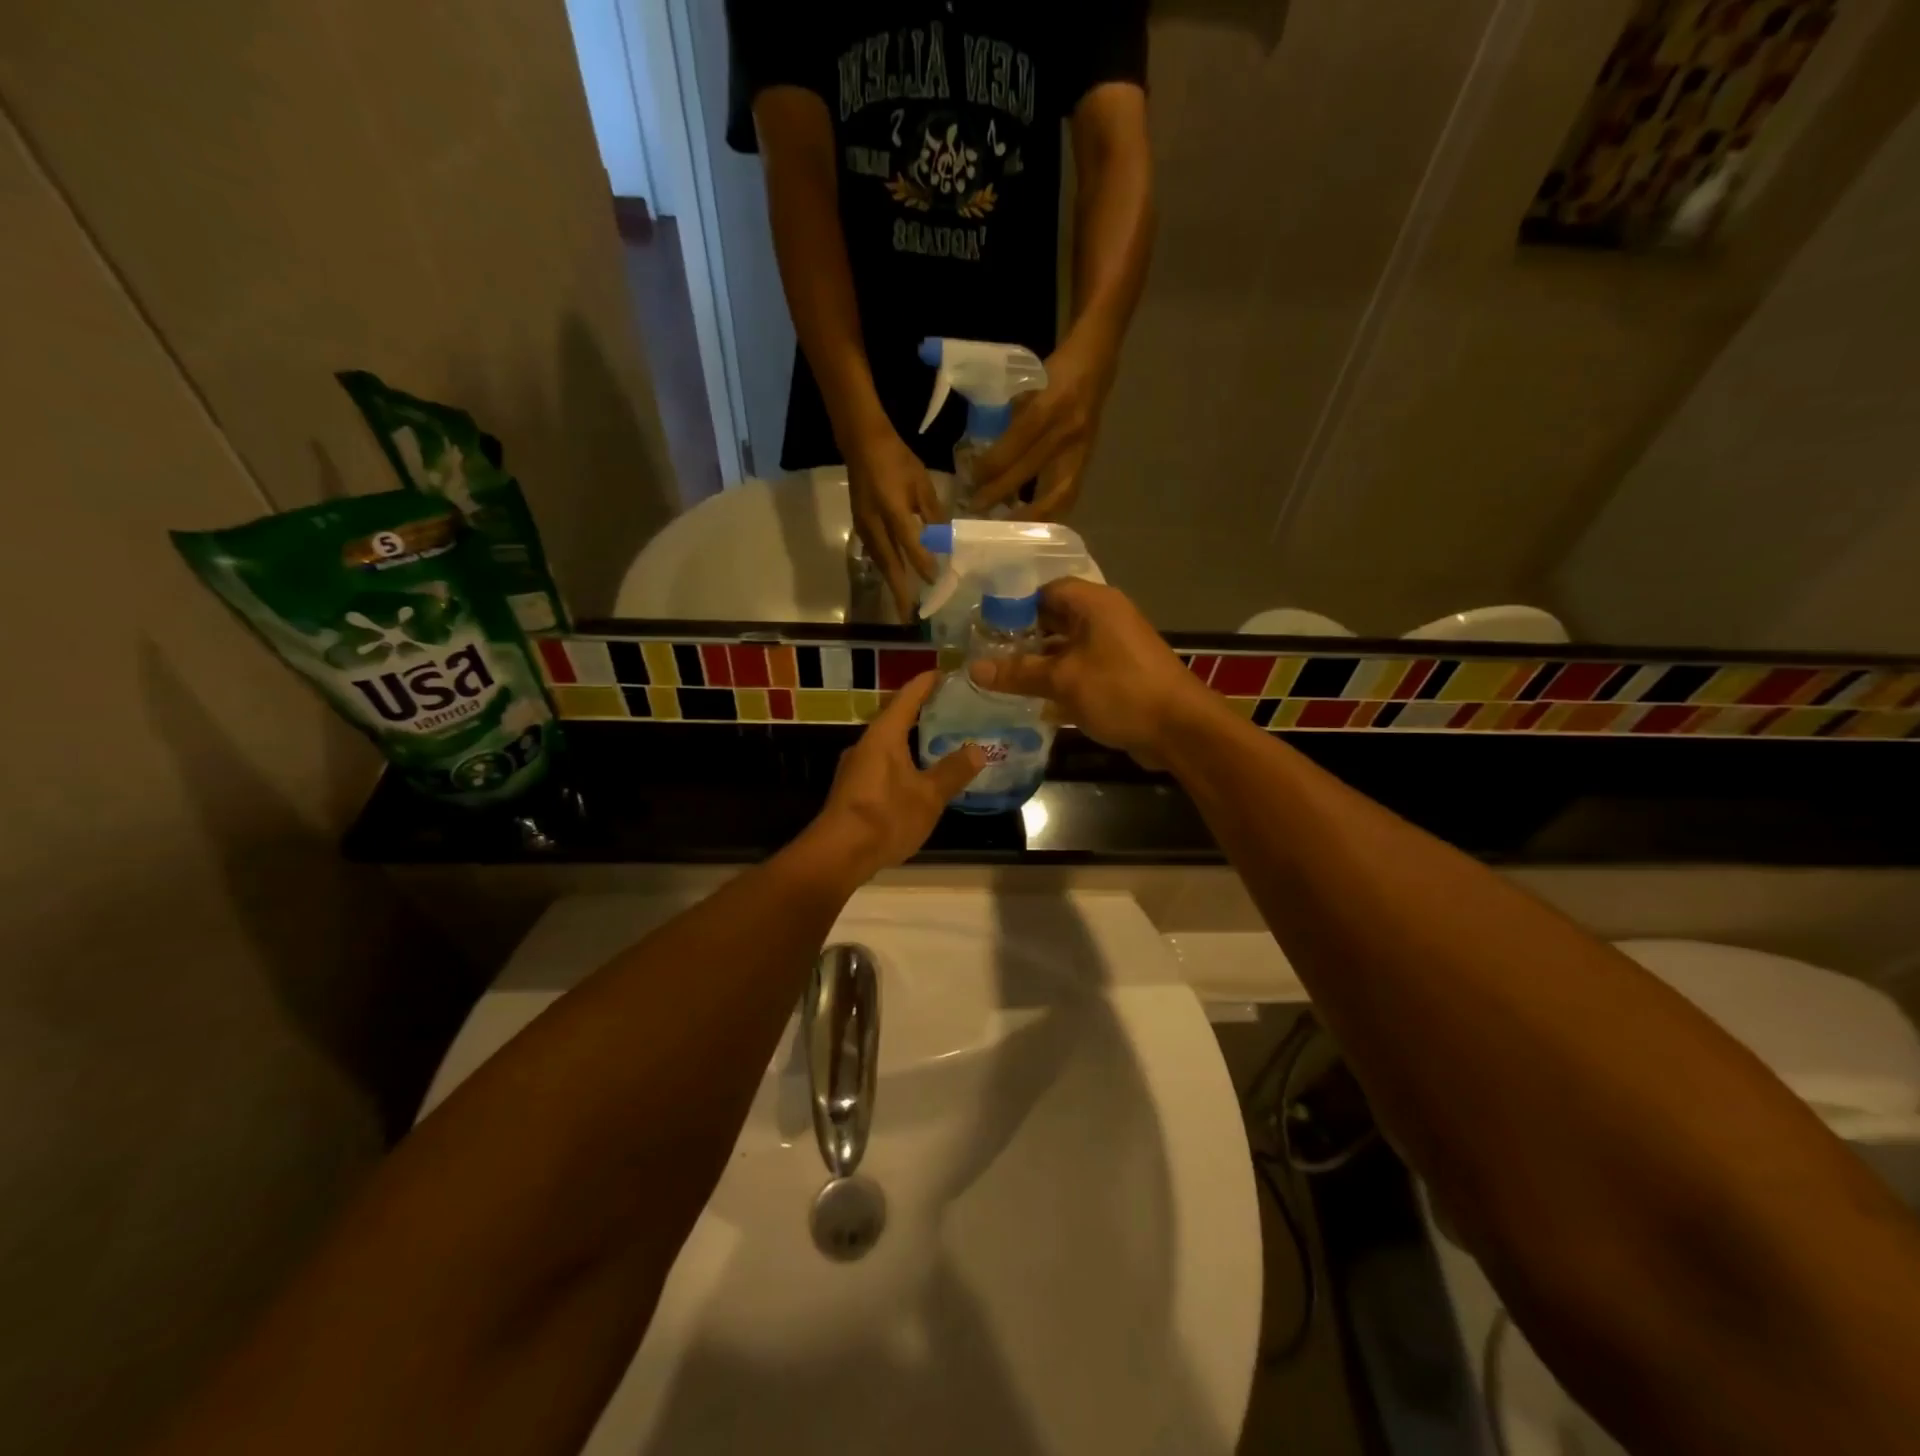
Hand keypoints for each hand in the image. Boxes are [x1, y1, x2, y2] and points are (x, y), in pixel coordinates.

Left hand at [807, 673, 985, 879]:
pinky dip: (904, 759)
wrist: (839, 854)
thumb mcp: (929, 795)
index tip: (946, 672)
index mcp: (884, 735)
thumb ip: (953, 771)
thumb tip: (978, 749)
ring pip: (889, 743)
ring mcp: (856, 767)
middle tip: (953, 707)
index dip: (927, 683)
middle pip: (896, 718)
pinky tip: (919, 774)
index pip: (907, 697)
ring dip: (912, 739)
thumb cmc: (886, 816)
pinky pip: (883, 763)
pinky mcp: (854, 789)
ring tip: (941, 739)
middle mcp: (866, 744)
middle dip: (922, 711)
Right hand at [847, 428, 944, 618]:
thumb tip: (945, 541)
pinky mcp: (860, 526)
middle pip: (889, 562)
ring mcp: (864, 526)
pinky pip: (875, 553)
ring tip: (901, 604)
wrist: (862, 443)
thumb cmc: (897, 459)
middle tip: (907, 615)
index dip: (922, 563)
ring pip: (880, 561)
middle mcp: (875, 522)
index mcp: (893, 508)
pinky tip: (894, 579)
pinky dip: (886, 569)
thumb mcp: (922, 483)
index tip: (935, 582)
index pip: (909, 542)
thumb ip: (933, 513)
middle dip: (898, 590)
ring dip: (891, 583)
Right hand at [967, 579, 1216, 762]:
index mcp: (1094, 604)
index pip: (1045, 591)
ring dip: (1039, 663)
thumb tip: (974, 668)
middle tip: (987, 655)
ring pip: (1066, 648)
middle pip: (1054, 619)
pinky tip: (1033, 701)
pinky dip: (1059, 681)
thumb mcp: (1062, 680)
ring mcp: (1114, 648)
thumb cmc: (1120, 691)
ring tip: (1001, 679)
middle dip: (1022, 638)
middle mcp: (1105, 618)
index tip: (984, 627)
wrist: (1180, 729)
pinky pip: (1081, 670)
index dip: (1013, 606)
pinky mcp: (1119, 675)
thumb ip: (1018, 672)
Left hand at [968, 336, 1116, 519]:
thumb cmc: (1056, 372)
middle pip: (1029, 471)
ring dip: (1030, 516)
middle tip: (976, 510)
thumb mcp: (1028, 385)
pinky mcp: (1087, 461)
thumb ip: (1010, 419)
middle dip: (999, 493)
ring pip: (1055, 494)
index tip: (971, 480)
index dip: (991, 466)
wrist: (1097, 361)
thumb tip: (985, 456)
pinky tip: (1034, 523)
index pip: (1014, 443)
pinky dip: (1050, 512)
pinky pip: (1068, 495)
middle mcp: (1066, 431)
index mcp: (1048, 406)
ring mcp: (1080, 449)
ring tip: (1007, 528)